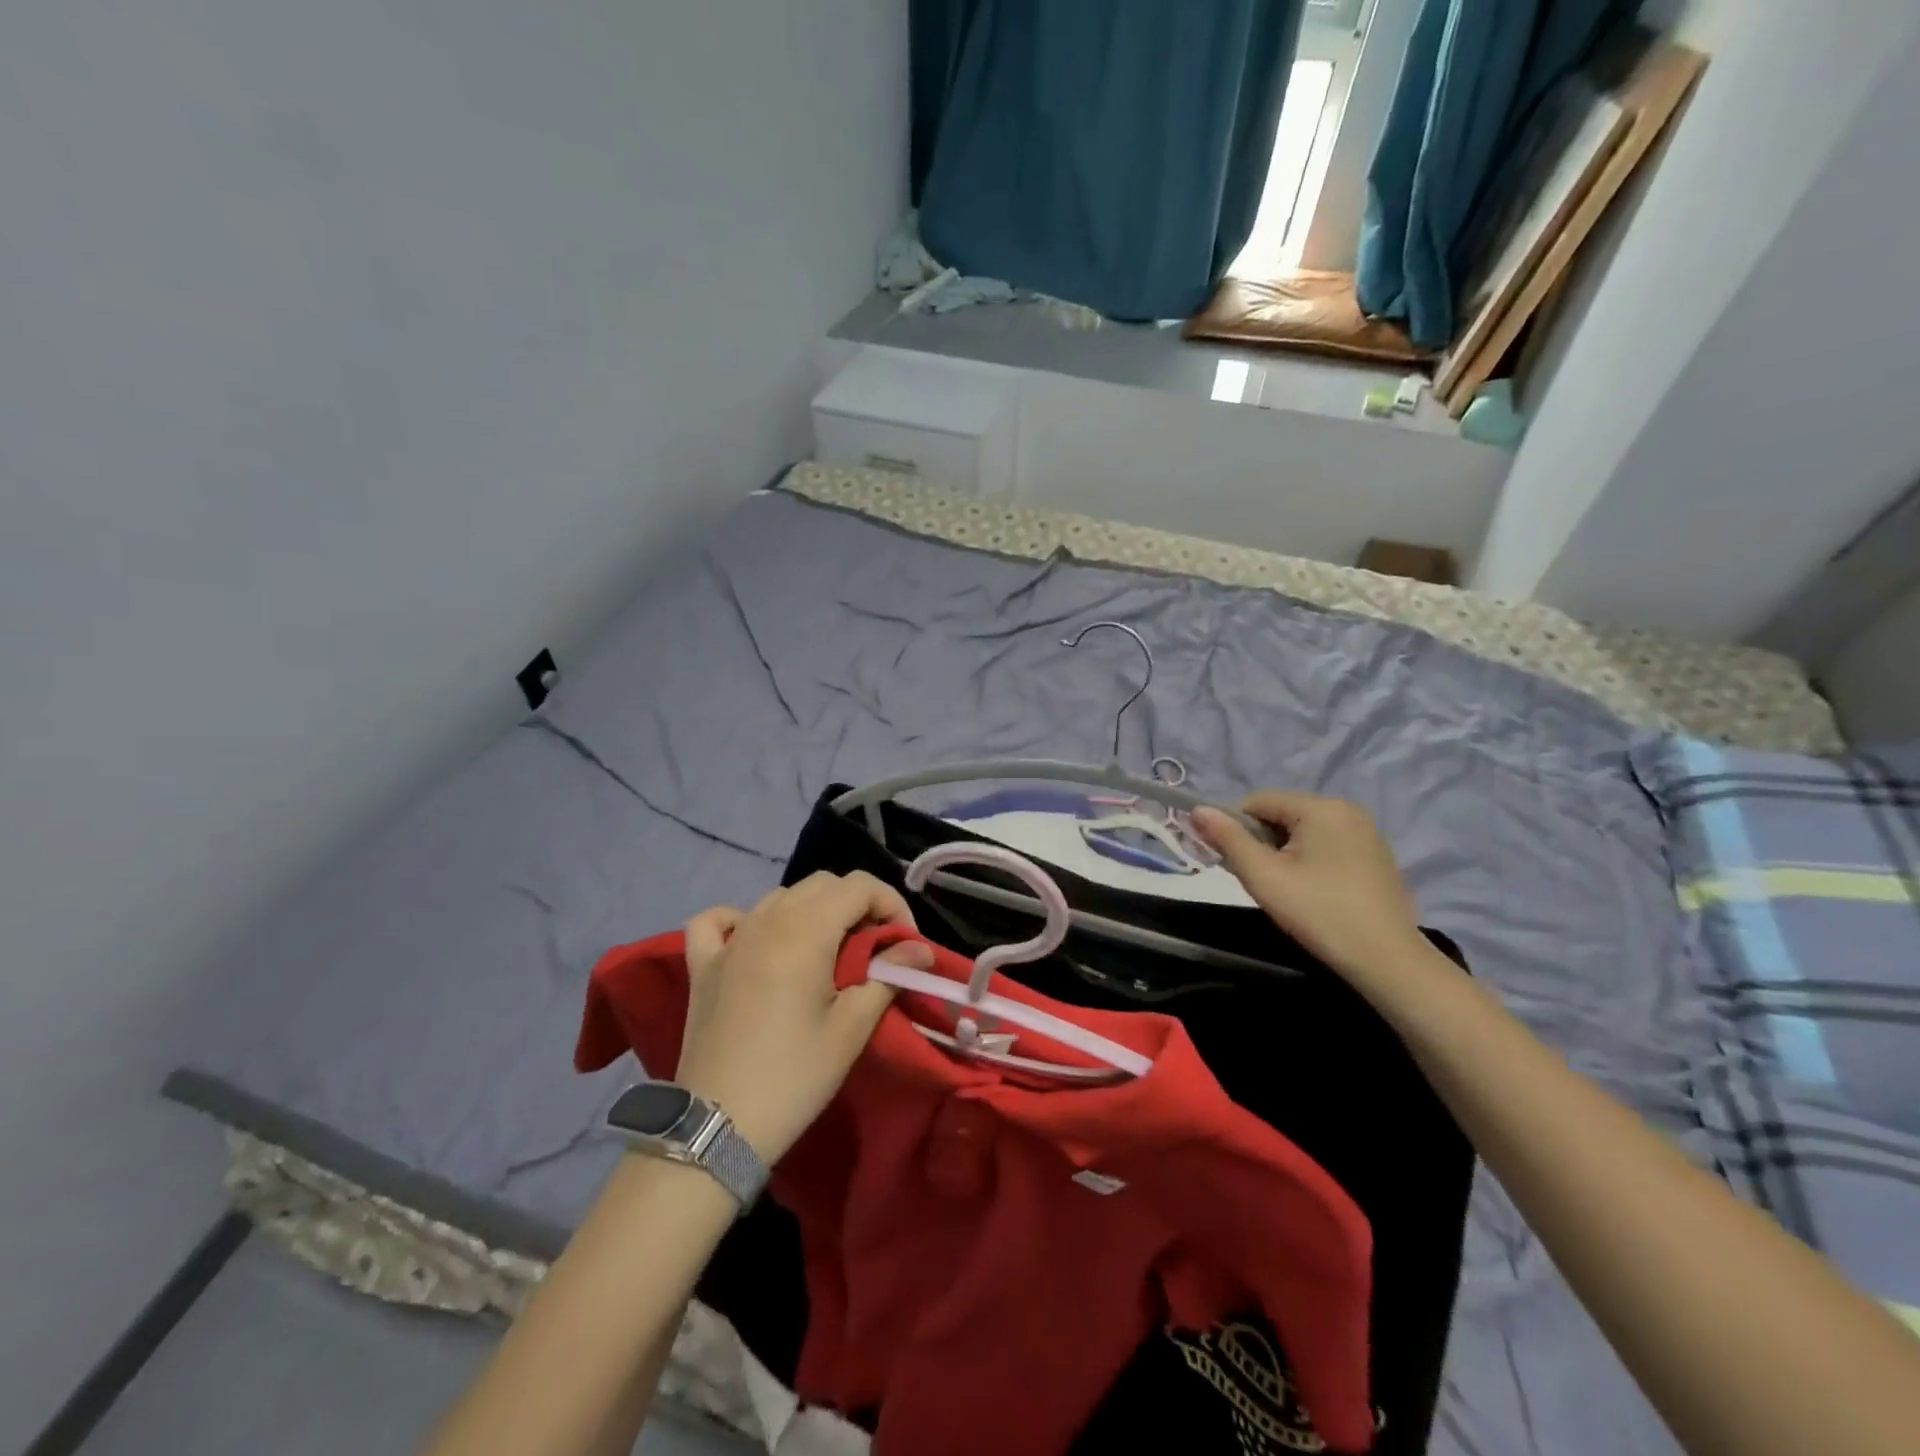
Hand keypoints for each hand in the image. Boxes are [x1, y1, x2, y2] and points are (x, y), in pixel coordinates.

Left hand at [673, 872, 932, 1163]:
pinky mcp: (703, 964)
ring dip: (812, 910)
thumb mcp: (852, 1028)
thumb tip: (920, 951)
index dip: (891, 904)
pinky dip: (741, 919)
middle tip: (873, 949)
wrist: (717, 1127)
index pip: (860, 886)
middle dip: (857, 905)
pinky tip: (755, 939)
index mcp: (806, 929)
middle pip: (823, 884)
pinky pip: (718, 920)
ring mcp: (730, 939)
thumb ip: (888, 977)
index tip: (904, 944)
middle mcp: (767, 919)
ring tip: (827, 950)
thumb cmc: (794, 1075)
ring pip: (780, 896)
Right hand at [1192, 792, 1430, 986]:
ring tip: (1281, 888)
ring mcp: (1366, 833)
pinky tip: (1308, 891)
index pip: (1258, 801)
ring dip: (1282, 852)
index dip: (1234, 826)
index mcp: (1321, 807)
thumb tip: (1197, 810)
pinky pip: (1326, 844)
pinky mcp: (1375, 856)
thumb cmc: (1319, 913)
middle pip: (1282, 814)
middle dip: (1259, 841)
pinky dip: (1307, 860)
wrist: (1387, 961)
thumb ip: (1227, 838)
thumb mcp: (1263, 876)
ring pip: (1303, 831)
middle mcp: (1347, 809)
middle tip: (1254, 879)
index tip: (1227, 860)